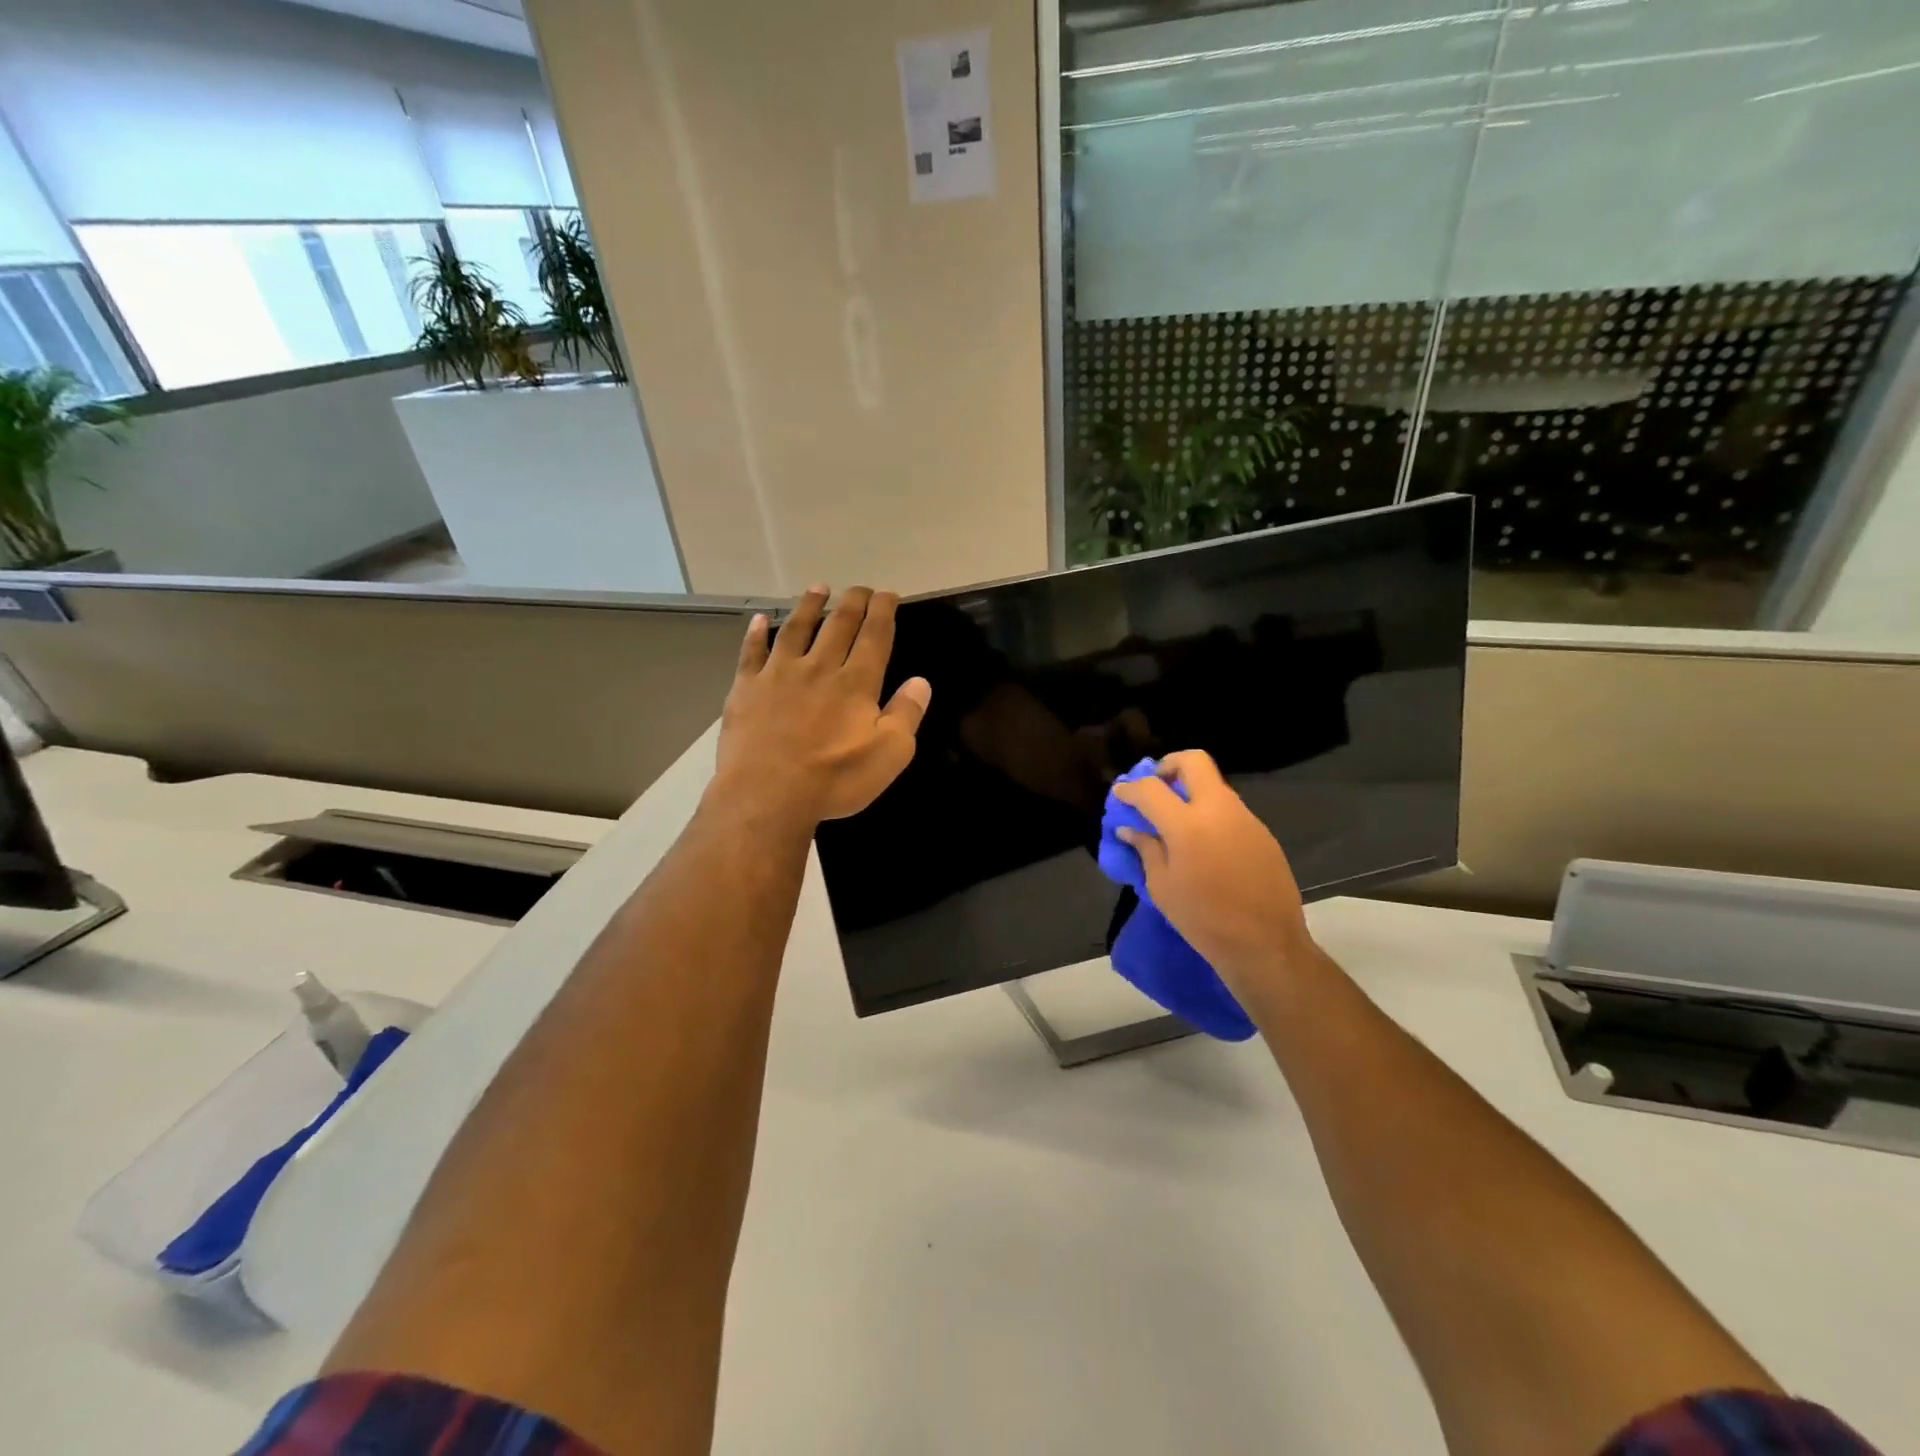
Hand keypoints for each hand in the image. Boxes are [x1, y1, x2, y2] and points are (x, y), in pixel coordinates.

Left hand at [710, 585, 930, 827]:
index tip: (888, 594)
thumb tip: (920, 682)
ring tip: (818, 588)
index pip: (874, 636)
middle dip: (852, 602)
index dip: (883, 611)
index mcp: (856, 682)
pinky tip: (760, 620)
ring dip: (809, 606)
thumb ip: (907, 714)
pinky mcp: (746, 688)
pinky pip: (751, 652)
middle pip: (838, 625)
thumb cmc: (834, 778)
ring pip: (797, 629)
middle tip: (860, 588)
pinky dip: (756, 634)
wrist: (766, 794)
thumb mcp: (890, 754)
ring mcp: (778, 674)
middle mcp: (819, 667)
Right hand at [1112, 751, 1315, 1006]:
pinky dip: (1210, 815)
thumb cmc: (1203, 920)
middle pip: (1193, 762)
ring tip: (1176, 822)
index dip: (1130, 788)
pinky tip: (1204, 845)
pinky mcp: (1262, 833)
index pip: (1151, 788)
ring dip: (1191, 792)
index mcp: (1187, 825)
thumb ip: (1146, 849)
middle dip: (1168, 766)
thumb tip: (1130, 829)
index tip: (1121, 794)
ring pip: (1214, 786)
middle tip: (1155, 787)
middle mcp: (1218, 810)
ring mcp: (1245, 818)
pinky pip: (1229, 810)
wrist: (1265, 945)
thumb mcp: (1162, 887)